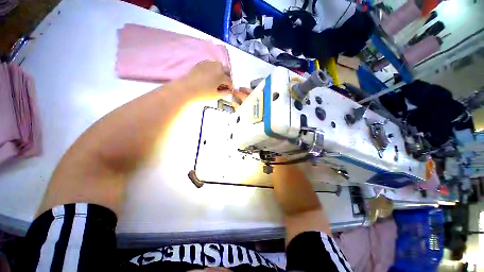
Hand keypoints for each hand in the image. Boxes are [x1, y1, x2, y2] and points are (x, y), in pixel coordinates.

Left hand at [181, 61, 233, 96]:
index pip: (230, 81)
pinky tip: (209, 77)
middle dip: (227, 77)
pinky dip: (213, 70)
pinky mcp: (202, 63)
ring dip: (221, 73)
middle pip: (226, 70)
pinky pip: (211, 65)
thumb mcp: (216, 96)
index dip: (230, 86)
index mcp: (221, 75)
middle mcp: (217, 67)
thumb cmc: (203, 94)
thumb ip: (225, 93)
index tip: (229, 90)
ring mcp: (209, 63)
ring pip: (219, 66)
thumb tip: (228, 91)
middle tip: (223, 85)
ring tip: (216, 81)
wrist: (187, 88)